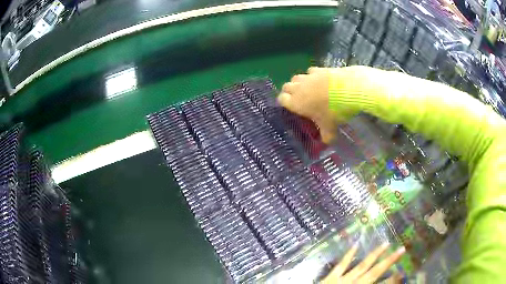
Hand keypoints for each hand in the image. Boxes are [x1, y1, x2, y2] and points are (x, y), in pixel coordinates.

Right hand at [278, 67, 336, 142]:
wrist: (347, 90)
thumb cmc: (334, 111)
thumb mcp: (330, 128)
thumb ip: (326, 136)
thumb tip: (326, 142)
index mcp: (296, 103)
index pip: (281, 99)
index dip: (284, 102)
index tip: (290, 106)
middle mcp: (298, 88)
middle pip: (286, 86)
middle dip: (289, 91)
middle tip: (297, 98)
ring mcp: (308, 77)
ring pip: (296, 77)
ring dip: (299, 83)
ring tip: (308, 88)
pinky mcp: (318, 69)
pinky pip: (310, 71)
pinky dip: (312, 75)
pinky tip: (319, 80)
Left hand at [321, 243, 405, 283]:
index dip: (393, 280)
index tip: (403, 272)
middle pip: (375, 272)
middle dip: (389, 261)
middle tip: (401, 249)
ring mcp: (342, 280)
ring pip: (361, 265)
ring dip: (374, 254)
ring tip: (385, 243)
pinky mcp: (330, 278)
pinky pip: (340, 265)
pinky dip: (348, 255)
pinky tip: (355, 244)